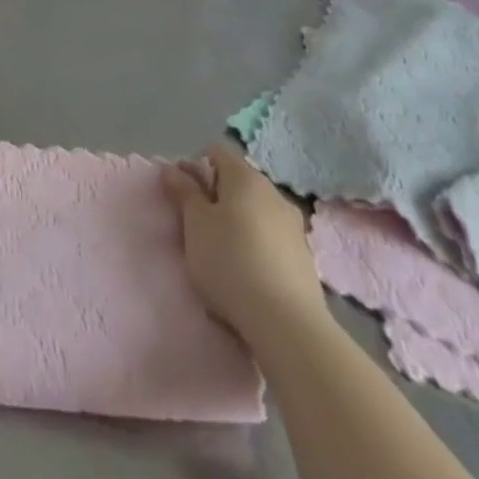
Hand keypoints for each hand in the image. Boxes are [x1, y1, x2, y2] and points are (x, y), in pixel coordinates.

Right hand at [163, 142, 325, 334]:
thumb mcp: (194, 224)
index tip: (184, 198)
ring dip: (238, 224)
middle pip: (237, 182)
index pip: (214, 153)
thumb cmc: (230, 263)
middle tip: (199, 229)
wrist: (288, 326)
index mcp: (245, 177)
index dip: (194, 168)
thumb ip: (183, 192)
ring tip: (224, 256)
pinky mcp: (305, 259)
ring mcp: (294, 226)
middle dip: (216, 198)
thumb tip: (173, 168)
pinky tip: (249, 276)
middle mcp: (273, 192)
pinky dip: (257, 247)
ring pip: (256, 212)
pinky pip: (272, 240)